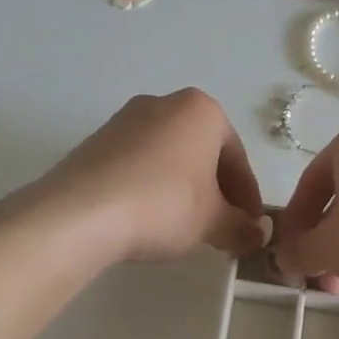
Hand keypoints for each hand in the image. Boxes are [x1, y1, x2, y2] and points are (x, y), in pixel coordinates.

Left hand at [38, 90, 266, 263]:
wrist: (81, 212)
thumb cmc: (163, 205)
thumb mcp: (212, 222)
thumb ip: (241, 227)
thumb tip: (256, 235)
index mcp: (202, 111)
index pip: (237, 158)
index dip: (248, 198)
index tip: (250, 227)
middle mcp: (164, 104)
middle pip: (203, 152)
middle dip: (216, 191)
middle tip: (221, 228)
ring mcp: (125, 120)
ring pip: (170, 157)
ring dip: (183, 188)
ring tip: (185, 227)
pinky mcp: (96, 141)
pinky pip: (138, 164)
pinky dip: (151, 187)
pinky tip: (149, 218)